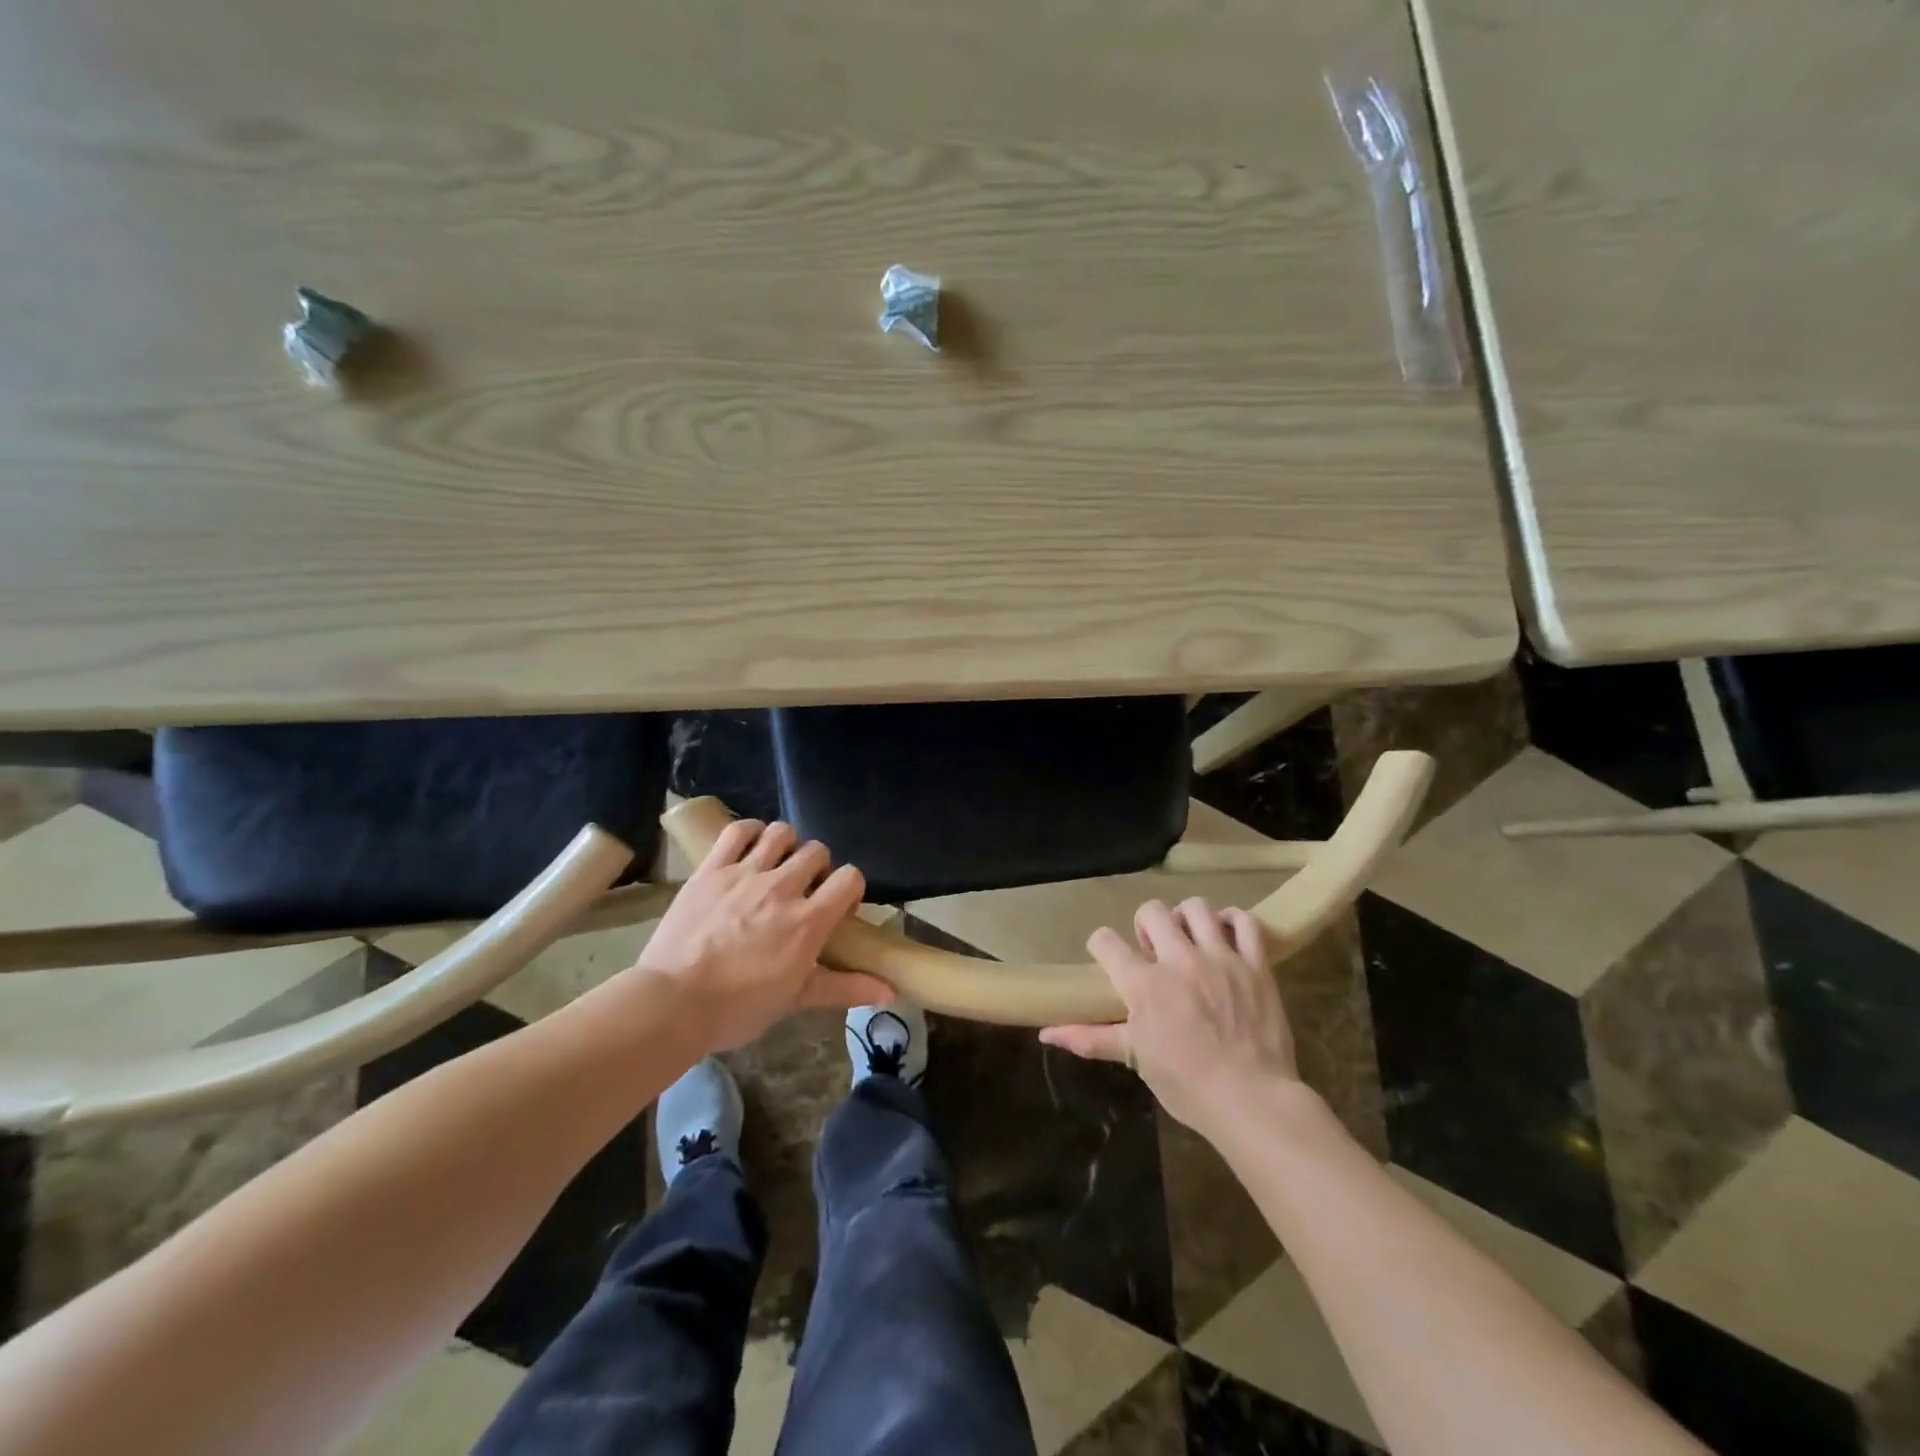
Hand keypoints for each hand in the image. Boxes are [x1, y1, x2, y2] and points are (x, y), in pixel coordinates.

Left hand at [633, 820, 891, 1052]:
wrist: (671, 1003)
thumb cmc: (738, 1008)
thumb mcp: (796, 999)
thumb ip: (844, 987)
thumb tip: (889, 991)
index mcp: (809, 920)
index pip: (850, 878)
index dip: (849, 887)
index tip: (836, 905)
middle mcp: (783, 887)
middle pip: (817, 851)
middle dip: (817, 867)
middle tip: (802, 890)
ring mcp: (745, 873)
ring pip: (782, 833)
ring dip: (786, 846)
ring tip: (776, 865)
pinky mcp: (711, 868)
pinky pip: (737, 831)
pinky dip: (749, 832)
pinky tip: (750, 847)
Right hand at [1040, 898, 1298, 1137]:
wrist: (1252, 1101)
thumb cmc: (1187, 1084)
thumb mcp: (1135, 1058)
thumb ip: (1090, 1038)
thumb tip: (1045, 1033)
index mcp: (1144, 984)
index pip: (1104, 940)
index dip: (1101, 946)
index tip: (1109, 958)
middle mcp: (1179, 960)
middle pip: (1151, 910)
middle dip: (1145, 924)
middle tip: (1153, 950)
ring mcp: (1220, 958)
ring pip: (1196, 907)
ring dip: (1187, 918)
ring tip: (1189, 940)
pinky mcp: (1255, 965)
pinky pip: (1245, 922)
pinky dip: (1233, 922)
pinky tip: (1225, 937)